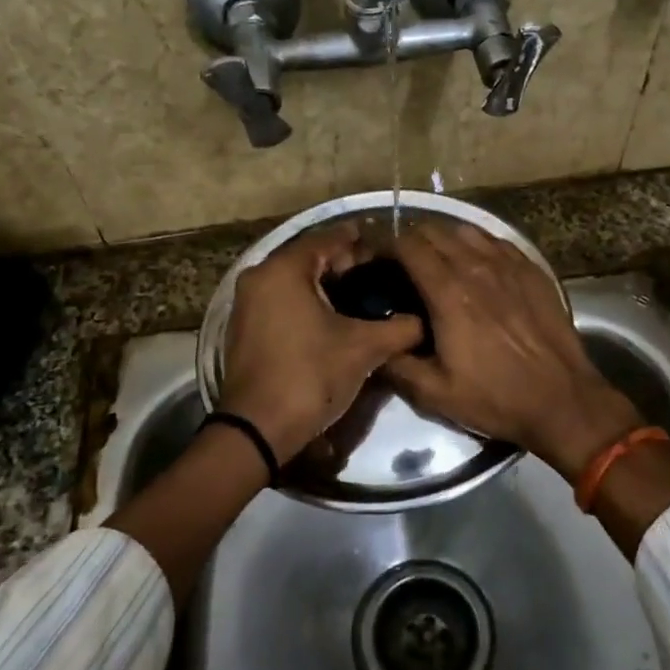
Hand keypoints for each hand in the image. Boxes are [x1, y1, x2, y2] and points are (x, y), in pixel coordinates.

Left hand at [220, 222, 426, 463]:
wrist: (258, 430)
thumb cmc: (310, 375)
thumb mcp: (364, 348)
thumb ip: (399, 327)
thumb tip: (423, 320)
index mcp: (284, 269)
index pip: (330, 239)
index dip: (363, 243)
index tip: (391, 249)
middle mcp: (259, 276)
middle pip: (311, 258)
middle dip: (347, 265)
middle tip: (383, 275)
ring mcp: (247, 304)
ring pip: (296, 282)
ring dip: (328, 286)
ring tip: (365, 298)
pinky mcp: (246, 329)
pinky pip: (283, 302)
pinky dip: (309, 303)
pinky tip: (336, 320)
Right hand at [385, 223, 640, 481]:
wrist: (562, 399)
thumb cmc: (496, 397)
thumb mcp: (435, 393)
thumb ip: (397, 365)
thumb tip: (376, 344)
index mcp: (448, 292)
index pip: (409, 246)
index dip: (387, 247)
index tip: (377, 261)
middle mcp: (476, 267)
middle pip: (435, 231)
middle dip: (412, 240)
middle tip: (403, 263)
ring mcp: (508, 265)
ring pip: (466, 230)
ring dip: (445, 239)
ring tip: (438, 260)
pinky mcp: (532, 269)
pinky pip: (496, 241)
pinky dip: (477, 245)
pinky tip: (477, 264)